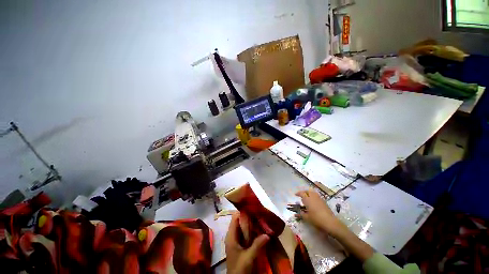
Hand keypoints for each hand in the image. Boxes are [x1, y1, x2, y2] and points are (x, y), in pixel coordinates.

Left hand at [225, 213, 268, 273]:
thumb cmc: (239, 269)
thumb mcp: (248, 257)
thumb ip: (257, 245)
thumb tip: (268, 234)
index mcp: (231, 236)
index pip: (235, 217)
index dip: (243, 212)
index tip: (253, 209)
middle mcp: (232, 235)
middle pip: (239, 221)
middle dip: (249, 218)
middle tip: (260, 215)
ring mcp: (236, 240)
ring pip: (243, 227)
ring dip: (251, 224)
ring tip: (261, 221)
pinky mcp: (240, 245)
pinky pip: (245, 234)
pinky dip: (251, 231)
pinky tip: (259, 231)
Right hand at [295, 190, 346, 236]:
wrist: (330, 222)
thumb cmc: (316, 219)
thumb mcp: (307, 218)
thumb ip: (301, 214)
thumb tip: (296, 214)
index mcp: (307, 199)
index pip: (302, 193)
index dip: (298, 193)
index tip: (295, 194)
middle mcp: (313, 197)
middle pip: (308, 191)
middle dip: (304, 192)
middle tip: (301, 195)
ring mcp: (319, 198)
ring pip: (313, 192)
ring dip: (309, 193)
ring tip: (307, 198)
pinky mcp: (324, 201)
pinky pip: (317, 196)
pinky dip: (314, 196)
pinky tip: (314, 202)